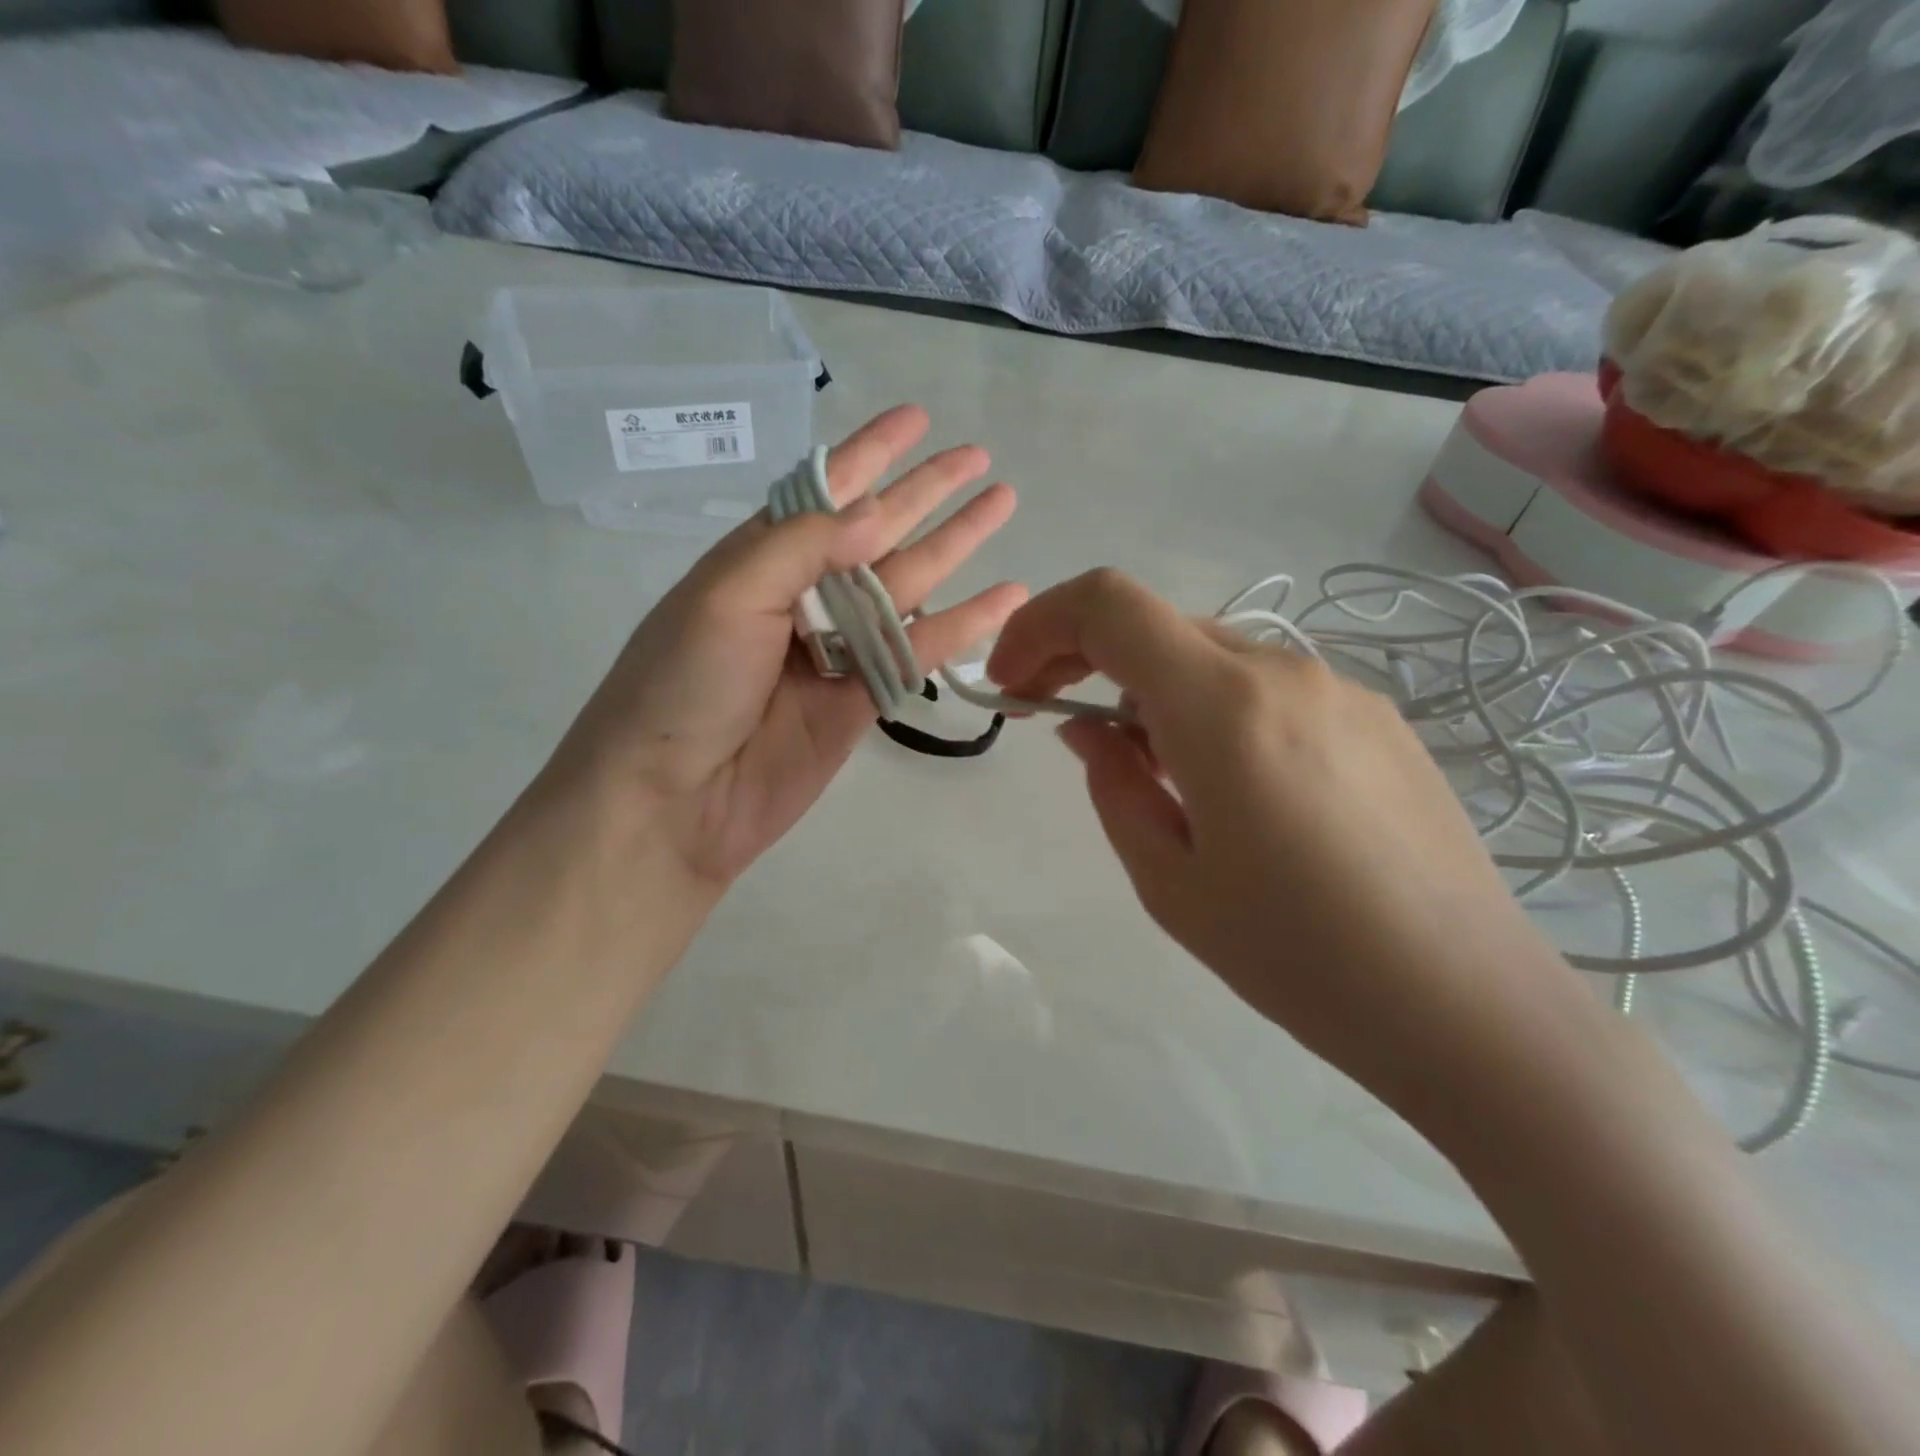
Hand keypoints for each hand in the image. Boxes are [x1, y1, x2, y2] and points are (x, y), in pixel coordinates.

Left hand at [549, 406, 1025, 885]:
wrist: (672, 802)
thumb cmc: (681, 686)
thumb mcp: (726, 595)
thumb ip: (803, 545)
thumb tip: (877, 512)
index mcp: (760, 557)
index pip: (825, 490)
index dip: (871, 452)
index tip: (917, 418)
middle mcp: (803, 594)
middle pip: (878, 530)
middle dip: (926, 492)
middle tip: (979, 458)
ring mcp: (837, 649)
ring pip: (909, 584)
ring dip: (954, 545)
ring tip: (1002, 505)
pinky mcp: (863, 699)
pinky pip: (920, 650)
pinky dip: (963, 624)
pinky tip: (1006, 595)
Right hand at [986, 569, 1591, 1113]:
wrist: (1470, 1008)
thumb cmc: (1299, 957)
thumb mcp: (1169, 881)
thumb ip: (1113, 786)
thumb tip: (1090, 729)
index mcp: (1223, 706)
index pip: (1108, 605)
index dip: (1040, 625)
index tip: (1013, 684)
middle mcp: (1284, 671)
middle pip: (1157, 624)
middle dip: (1085, 656)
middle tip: (1054, 720)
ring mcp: (1341, 690)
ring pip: (1212, 655)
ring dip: (1152, 689)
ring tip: (1149, 771)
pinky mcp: (1377, 719)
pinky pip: (1268, 687)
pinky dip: (1214, 708)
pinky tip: (1231, 786)